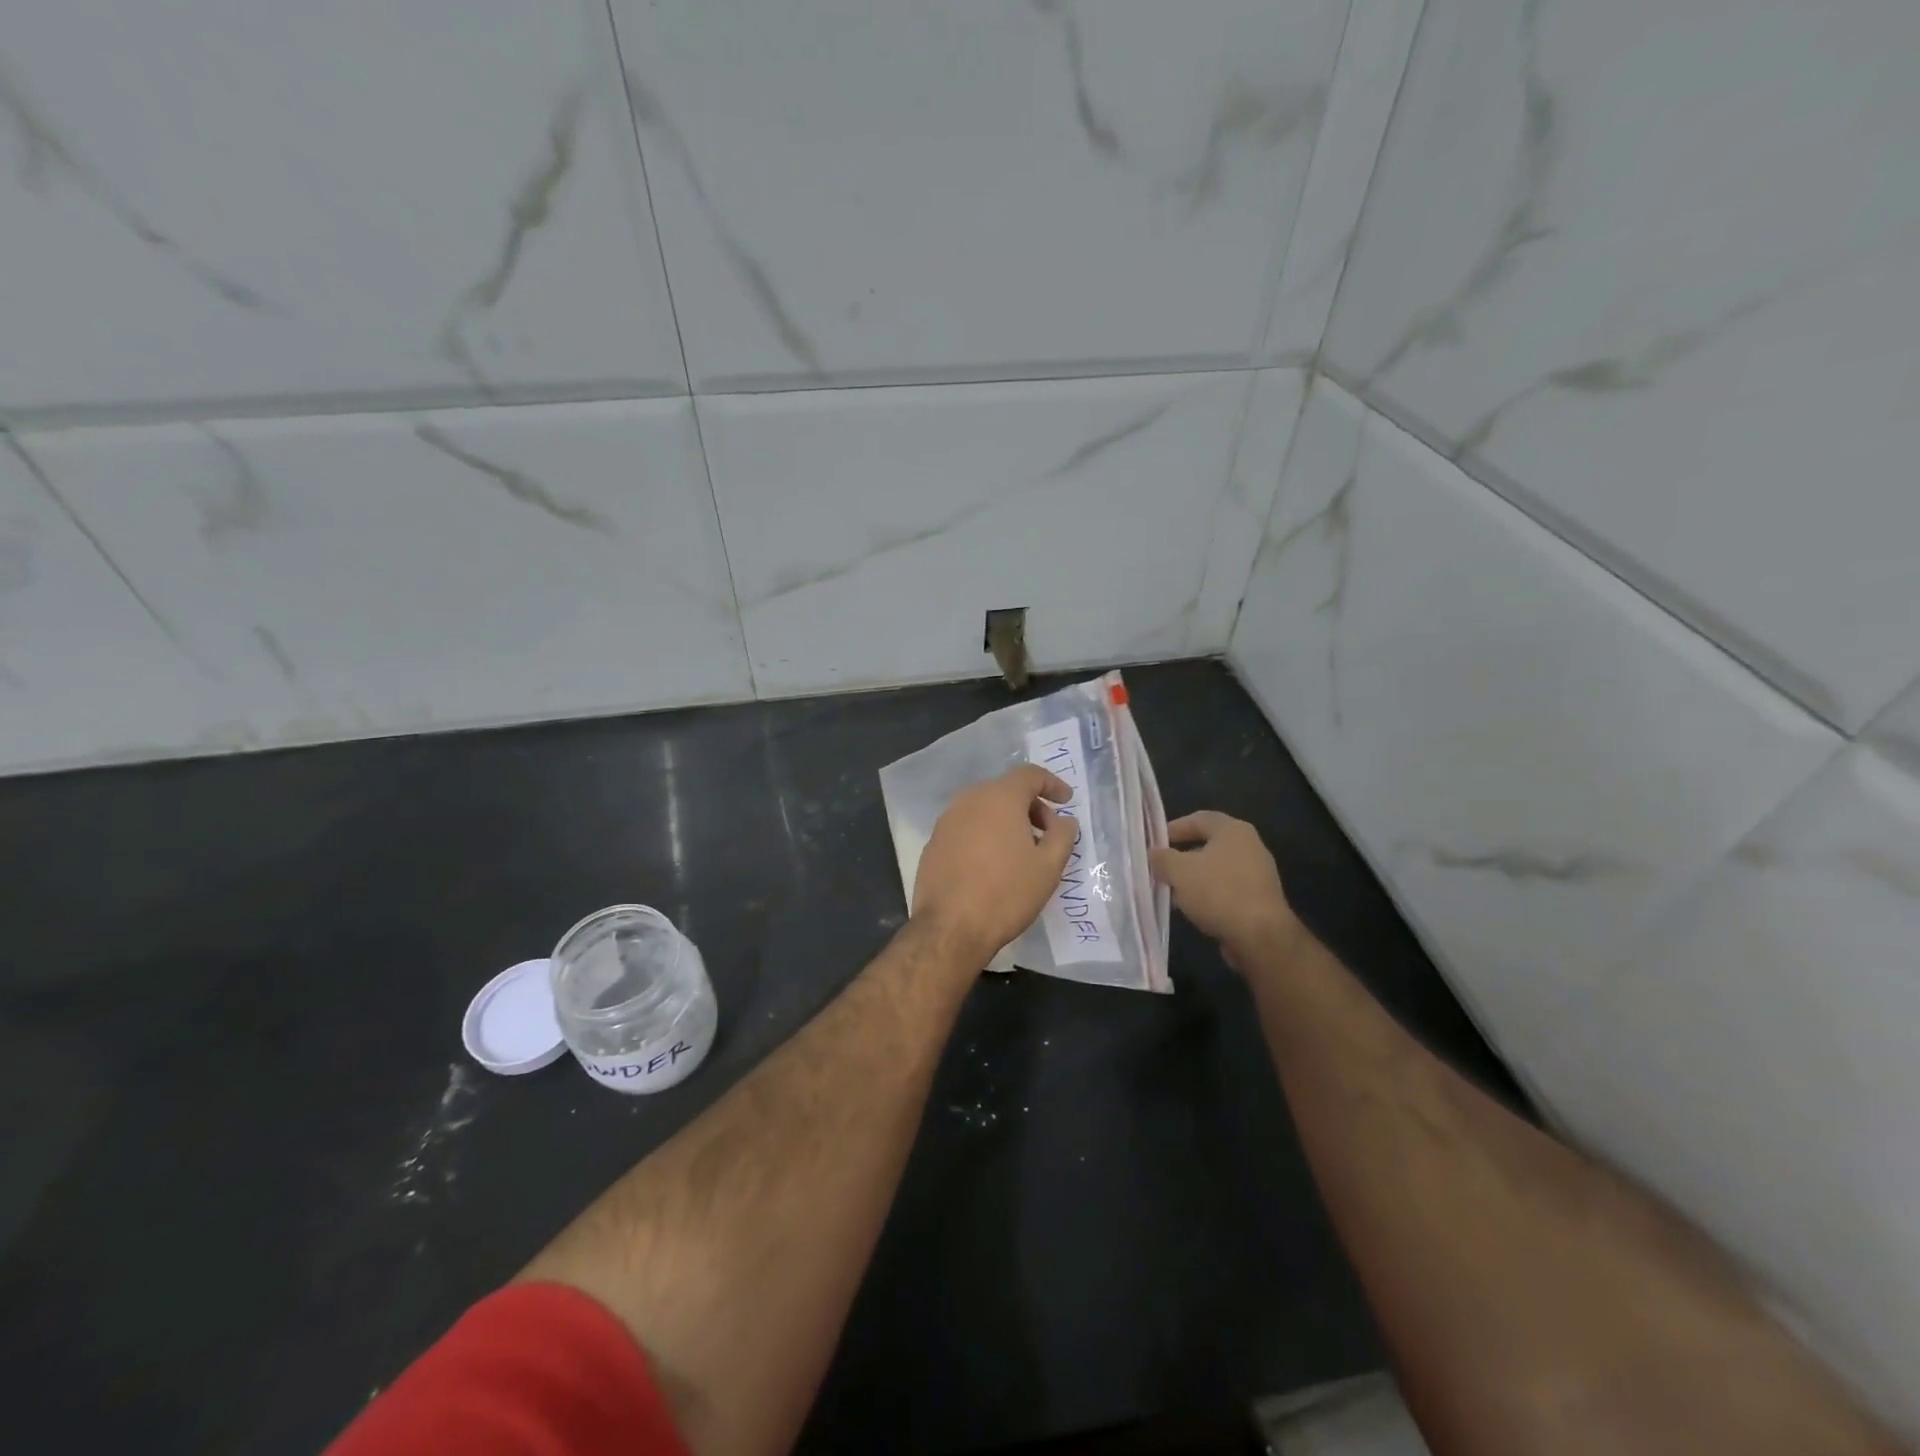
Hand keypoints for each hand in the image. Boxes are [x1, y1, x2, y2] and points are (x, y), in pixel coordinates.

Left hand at [912, 765, 1077, 967]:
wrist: (950, 928)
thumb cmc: (1006, 893)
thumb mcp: (1048, 867)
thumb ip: (1062, 835)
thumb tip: (1065, 820)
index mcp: (999, 797)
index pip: (1030, 775)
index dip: (1052, 784)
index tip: (1066, 801)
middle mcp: (969, 800)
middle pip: (1005, 790)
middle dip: (1031, 806)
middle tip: (1047, 834)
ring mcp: (946, 821)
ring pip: (983, 809)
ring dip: (1006, 821)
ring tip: (1021, 851)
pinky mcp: (933, 843)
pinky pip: (966, 827)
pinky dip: (984, 834)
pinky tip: (992, 864)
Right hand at [1149, 811, 1300, 971]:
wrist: (1260, 936)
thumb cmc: (1218, 892)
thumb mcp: (1178, 871)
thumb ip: (1162, 858)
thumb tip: (1154, 854)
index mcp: (1233, 830)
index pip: (1198, 818)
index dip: (1173, 828)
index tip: (1154, 843)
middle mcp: (1249, 846)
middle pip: (1208, 844)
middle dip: (1181, 856)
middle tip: (1160, 868)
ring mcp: (1257, 873)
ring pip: (1216, 869)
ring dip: (1193, 878)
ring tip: (1171, 892)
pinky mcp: (1259, 898)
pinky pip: (1226, 889)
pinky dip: (1208, 894)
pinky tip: (1192, 908)